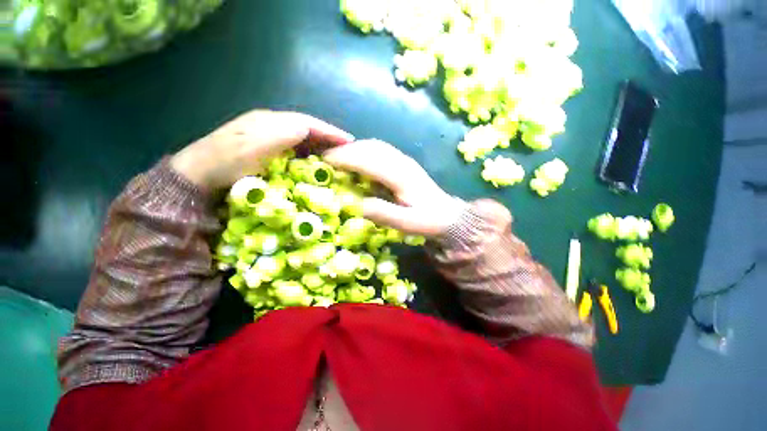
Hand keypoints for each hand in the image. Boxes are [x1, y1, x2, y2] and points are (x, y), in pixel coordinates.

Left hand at [170, 110, 353, 189]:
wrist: (198, 176)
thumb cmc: (226, 162)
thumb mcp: (252, 146)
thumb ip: (279, 134)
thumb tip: (306, 127)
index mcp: (270, 121)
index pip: (307, 122)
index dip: (329, 130)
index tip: (349, 140)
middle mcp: (271, 125)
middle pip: (307, 128)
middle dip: (329, 137)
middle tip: (347, 149)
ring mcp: (268, 137)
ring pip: (302, 138)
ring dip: (321, 145)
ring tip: (337, 155)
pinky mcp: (267, 150)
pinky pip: (295, 148)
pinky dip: (310, 153)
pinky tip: (316, 161)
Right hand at [323, 140, 465, 236]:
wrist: (448, 216)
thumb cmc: (428, 221)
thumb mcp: (407, 223)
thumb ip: (383, 213)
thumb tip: (356, 204)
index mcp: (401, 175)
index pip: (368, 160)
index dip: (344, 158)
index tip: (324, 161)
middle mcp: (401, 162)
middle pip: (369, 147)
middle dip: (345, 150)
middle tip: (326, 159)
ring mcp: (404, 161)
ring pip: (374, 146)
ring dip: (354, 149)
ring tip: (338, 158)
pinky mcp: (404, 164)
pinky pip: (380, 151)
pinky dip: (364, 152)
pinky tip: (358, 161)